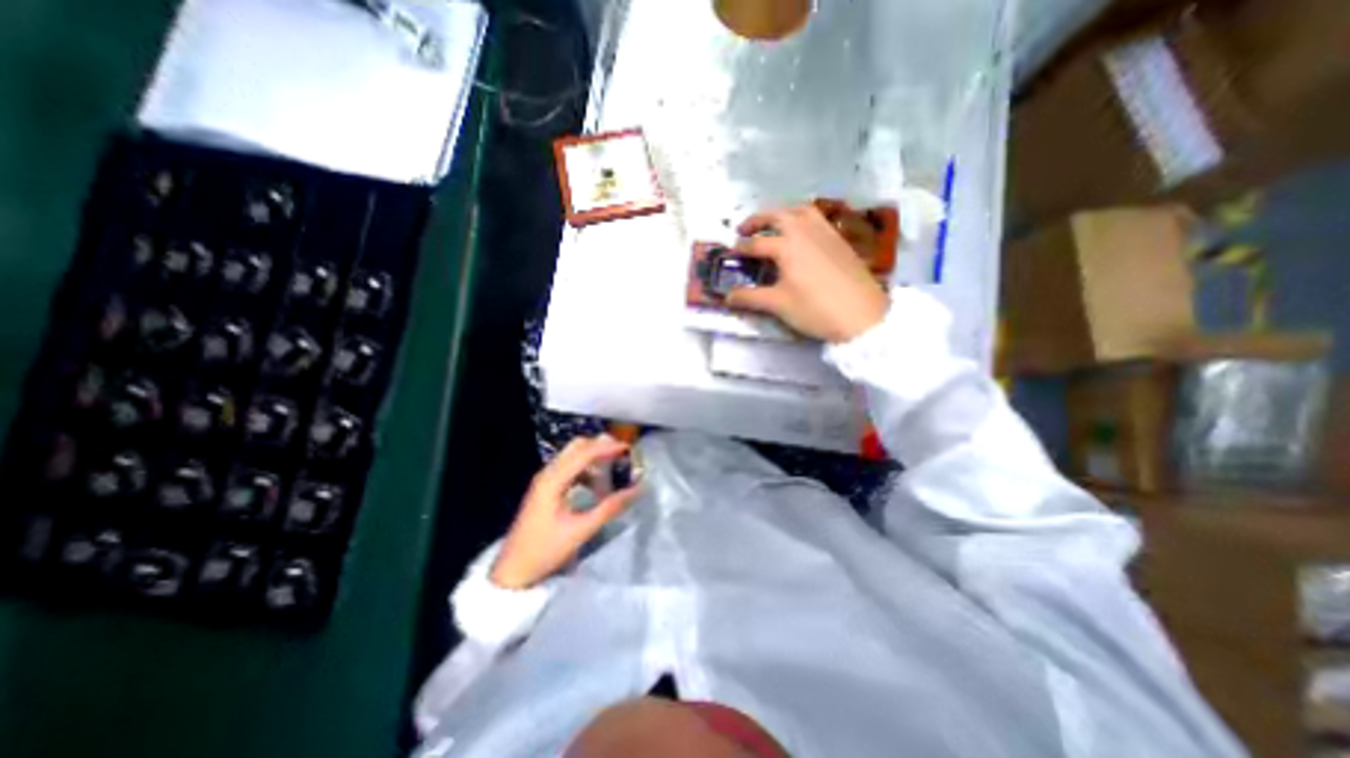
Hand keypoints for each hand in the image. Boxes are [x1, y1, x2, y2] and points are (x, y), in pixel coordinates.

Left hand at [492, 435, 641, 587]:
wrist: (513, 570)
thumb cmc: (546, 550)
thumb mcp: (581, 530)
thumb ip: (610, 507)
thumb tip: (638, 489)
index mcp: (553, 480)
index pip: (584, 452)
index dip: (608, 447)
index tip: (629, 449)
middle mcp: (547, 473)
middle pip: (577, 446)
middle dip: (601, 446)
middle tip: (623, 454)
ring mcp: (545, 479)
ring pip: (573, 455)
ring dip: (594, 456)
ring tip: (614, 469)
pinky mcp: (546, 487)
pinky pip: (569, 467)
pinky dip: (586, 468)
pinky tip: (597, 485)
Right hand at [730, 200, 888, 338]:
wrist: (862, 315)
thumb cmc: (815, 309)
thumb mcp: (778, 305)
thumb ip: (750, 297)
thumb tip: (727, 296)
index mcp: (786, 245)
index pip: (756, 243)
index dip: (741, 248)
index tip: (730, 253)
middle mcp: (804, 231)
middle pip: (776, 215)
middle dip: (757, 220)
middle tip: (744, 230)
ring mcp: (825, 232)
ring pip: (799, 211)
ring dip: (781, 213)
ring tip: (772, 226)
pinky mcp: (839, 239)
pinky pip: (816, 218)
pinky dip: (801, 218)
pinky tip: (801, 235)